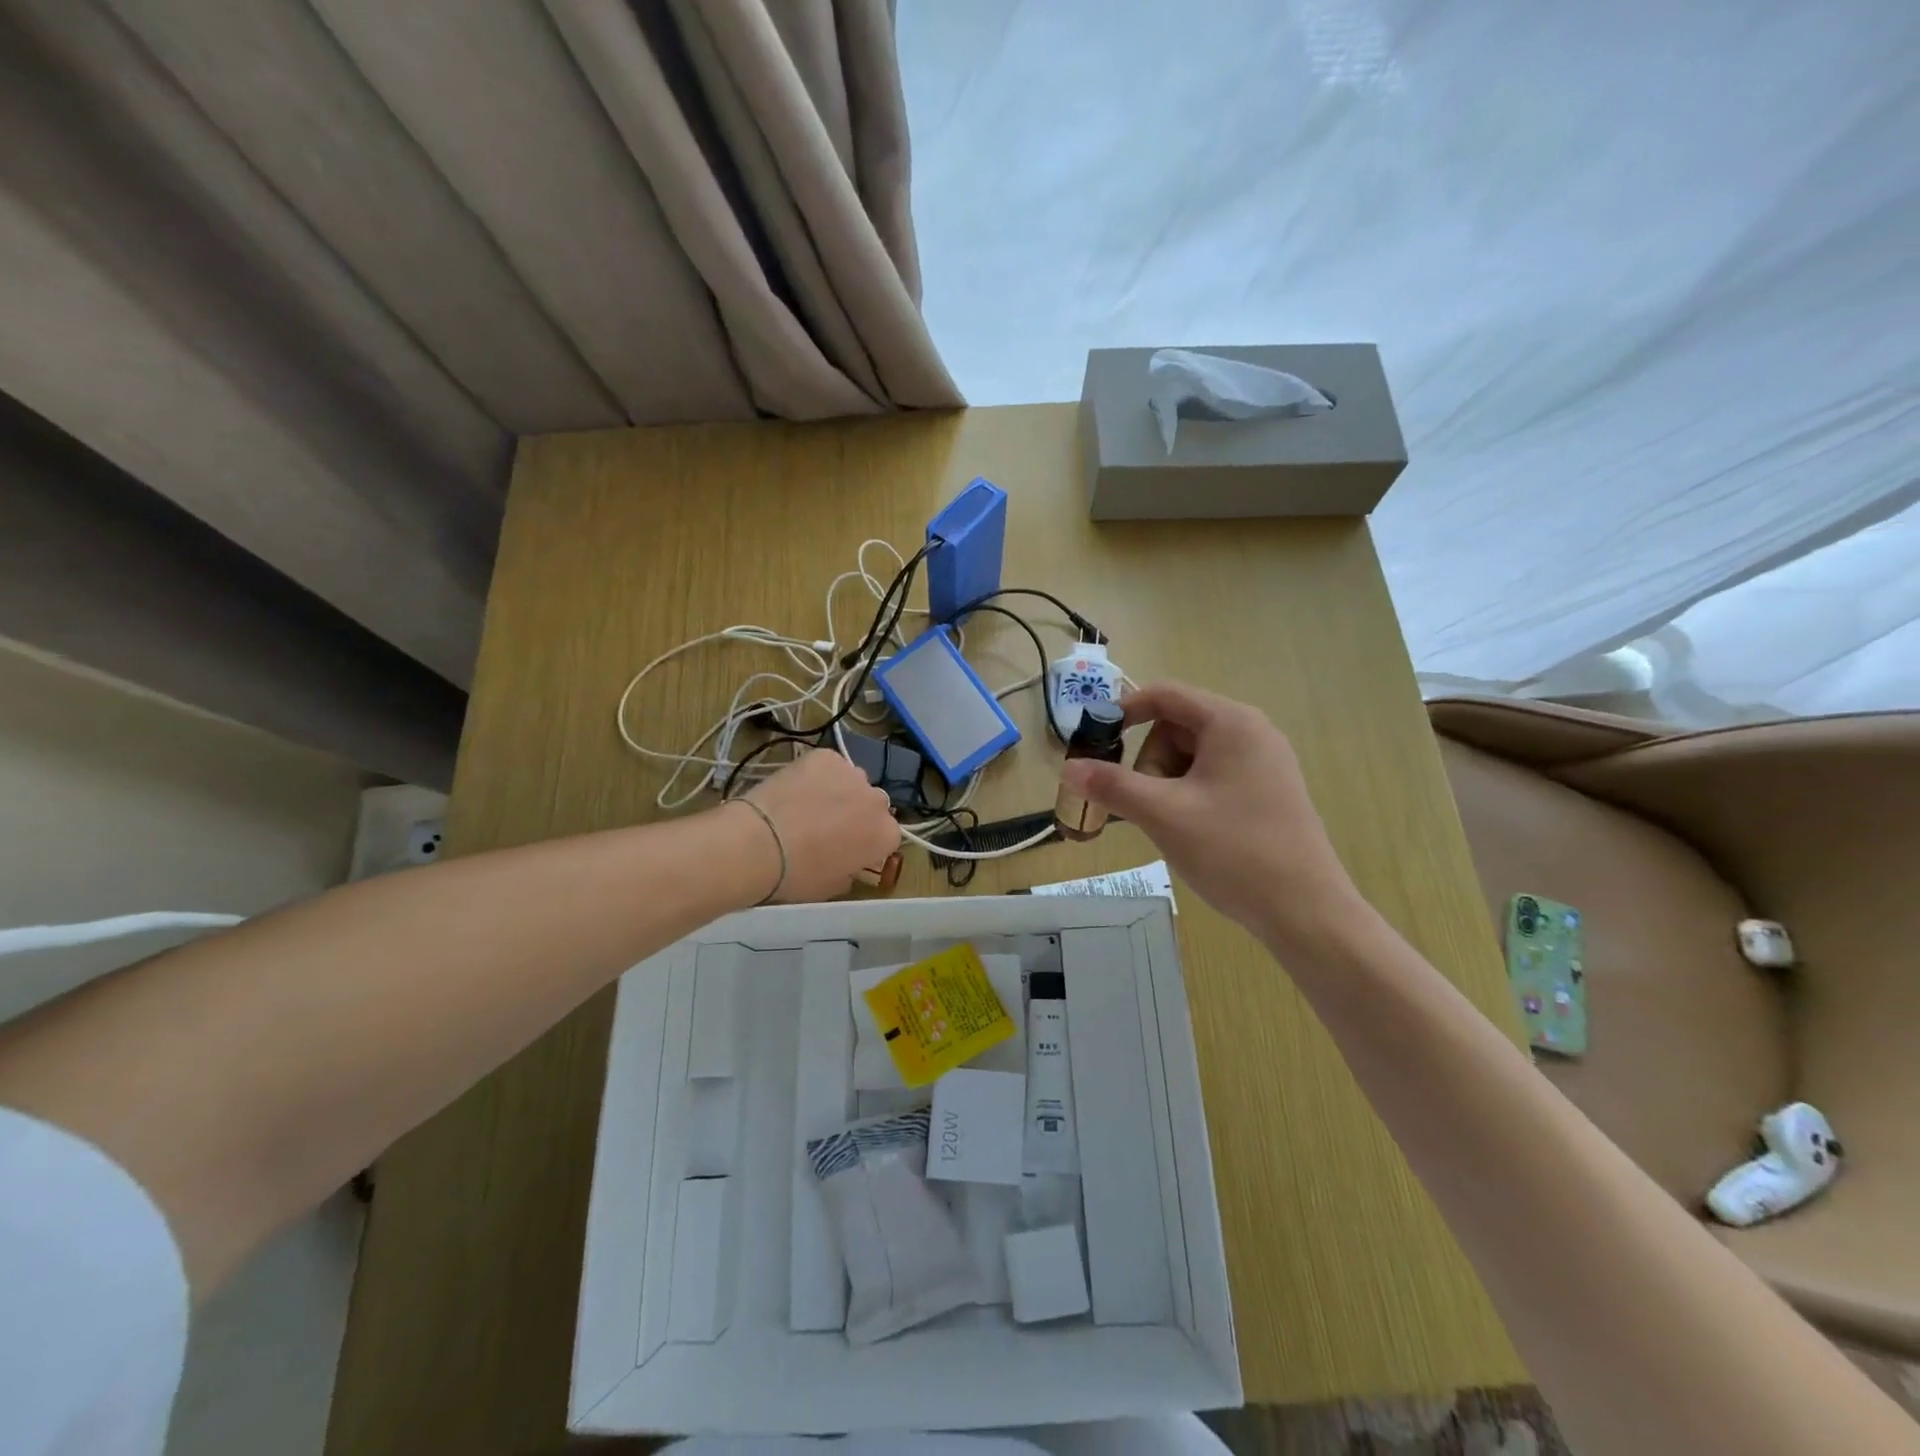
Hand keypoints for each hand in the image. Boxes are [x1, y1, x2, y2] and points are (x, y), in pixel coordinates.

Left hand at [737, 749, 898, 903]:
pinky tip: (796, 787)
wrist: (760, 842)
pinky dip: (817, 774)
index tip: (849, 848)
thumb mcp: (832, 886)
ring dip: (839, 791)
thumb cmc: (798, 875)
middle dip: (857, 813)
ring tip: (809, 803)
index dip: (867, 841)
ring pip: (852, 781)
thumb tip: (846, 863)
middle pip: (873, 804)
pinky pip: (828, 765)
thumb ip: (850, 870)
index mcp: (885, 835)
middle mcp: (877, 801)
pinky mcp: (827, 756)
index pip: (888, 835)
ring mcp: (853, 774)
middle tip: (828, 826)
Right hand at [1058, 682, 1360, 947]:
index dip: (1124, 712)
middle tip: (1151, 805)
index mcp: (1231, 722)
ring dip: (1168, 785)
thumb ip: (1111, 785)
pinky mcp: (1268, 791)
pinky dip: (1189, 797)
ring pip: (1192, 757)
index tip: (1096, 746)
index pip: (1164, 695)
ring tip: (1173, 825)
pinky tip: (1192, 832)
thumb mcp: (1162, 814)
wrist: (1306, 911)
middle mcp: (1251, 732)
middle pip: (1176, 728)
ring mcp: (1264, 763)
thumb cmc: (1233, 851)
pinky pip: (1212, 777)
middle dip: (1151, 763)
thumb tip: (1067, 768)